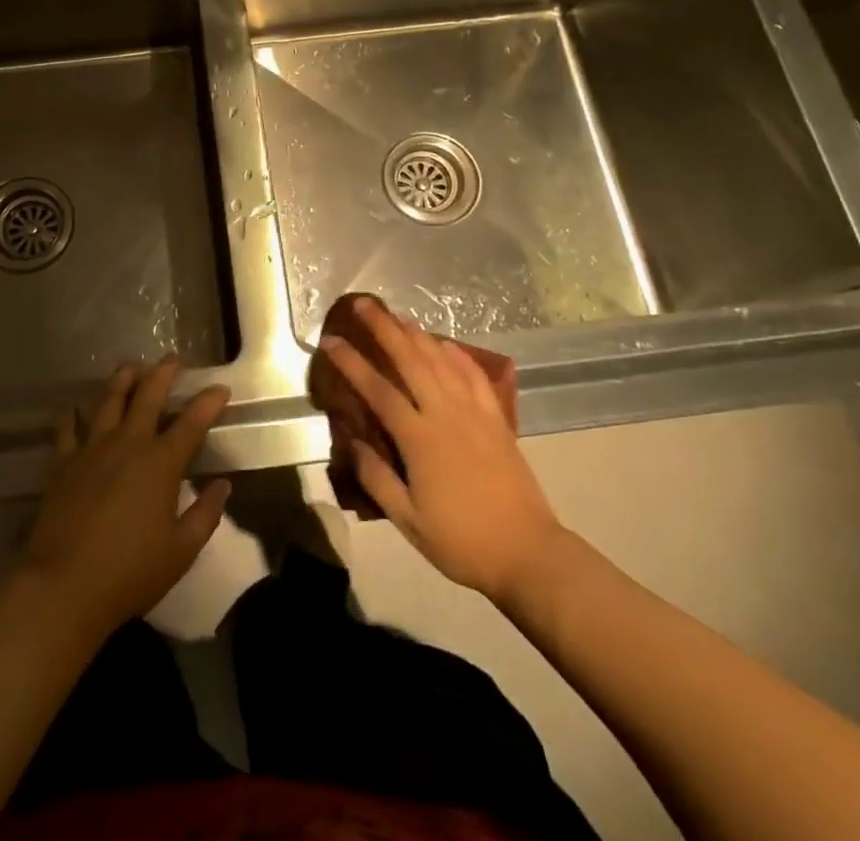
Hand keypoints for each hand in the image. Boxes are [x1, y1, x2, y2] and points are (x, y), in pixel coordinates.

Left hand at [19, 361, 230, 640]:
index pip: (192, 422)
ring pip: (109, 400)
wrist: (64, 587)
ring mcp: (91, 449)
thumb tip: (222, 485)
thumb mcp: (180, 552)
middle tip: (173, 359)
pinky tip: (72, 406)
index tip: (221, 388)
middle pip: (148, 395)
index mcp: (161, 463)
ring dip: (122, 380)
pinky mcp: (62, 463)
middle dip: (163, 373)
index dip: (209, 402)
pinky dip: (70, 415)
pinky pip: (66, 429)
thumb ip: (205, 515)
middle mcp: (128, 444)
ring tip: (130, 366)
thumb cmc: (129, 573)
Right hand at [321, 299, 563, 605]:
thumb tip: (351, 441)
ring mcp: (475, 413)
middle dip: (384, 328)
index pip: (377, 389)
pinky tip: (446, 344)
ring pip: (442, 360)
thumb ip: (376, 477)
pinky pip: (475, 376)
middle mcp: (445, 414)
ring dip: (417, 333)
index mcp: (419, 438)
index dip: (351, 362)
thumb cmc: (461, 541)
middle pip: (410, 359)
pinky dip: (457, 355)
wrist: (528, 554)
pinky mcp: (497, 420)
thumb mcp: (408, 521)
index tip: (330, 340)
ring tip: (397, 315)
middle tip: (363, 304)